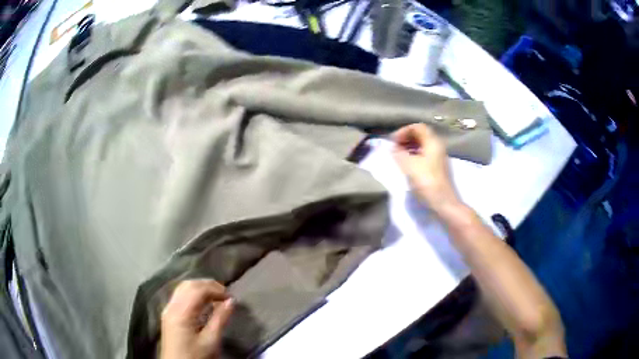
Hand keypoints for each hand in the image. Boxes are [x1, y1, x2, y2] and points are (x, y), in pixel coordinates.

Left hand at [160, 279, 233, 358]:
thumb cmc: (195, 356)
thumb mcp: (210, 341)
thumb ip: (220, 319)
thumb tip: (231, 301)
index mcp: (181, 312)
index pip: (197, 289)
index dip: (215, 289)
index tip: (230, 297)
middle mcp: (172, 306)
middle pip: (188, 285)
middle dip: (208, 285)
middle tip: (224, 294)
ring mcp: (168, 309)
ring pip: (183, 288)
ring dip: (200, 288)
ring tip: (216, 297)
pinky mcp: (168, 314)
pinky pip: (180, 296)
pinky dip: (193, 294)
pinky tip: (202, 303)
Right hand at [392, 124, 459, 212]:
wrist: (442, 203)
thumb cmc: (426, 182)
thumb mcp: (409, 165)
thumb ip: (399, 153)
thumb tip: (393, 148)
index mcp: (433, 142)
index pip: (417, 127)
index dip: (403, 131)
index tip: (393, 141)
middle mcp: (437, 147)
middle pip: (420, 135)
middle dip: (405, 138)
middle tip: (394, 148)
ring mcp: (438, 158)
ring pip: (422, 146)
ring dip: (409, 147)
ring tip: (398, 156)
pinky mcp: (436, 168)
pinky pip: (423, 155)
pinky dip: (413, 155)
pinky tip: (406, 165)